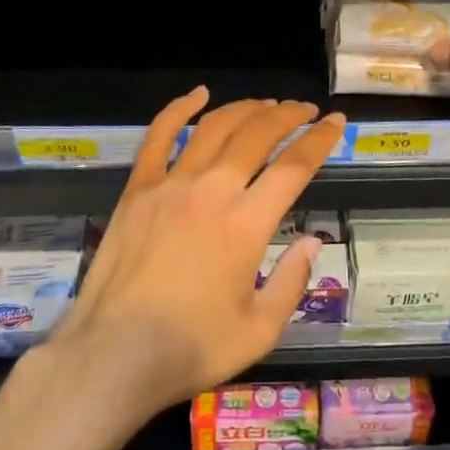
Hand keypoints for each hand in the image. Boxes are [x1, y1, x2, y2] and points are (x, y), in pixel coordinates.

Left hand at [52, 90, 344, 416]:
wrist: (114, 355)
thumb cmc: (190, 349)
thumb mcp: (259, 330)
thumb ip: (292, 282)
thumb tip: (312, 242)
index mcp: (247, 225)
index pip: (294, 167)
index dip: (319, 140)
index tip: (335, 122)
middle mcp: (212, 191)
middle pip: (257, 135)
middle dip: (287, 116)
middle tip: (304, 111)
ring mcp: (171, 184)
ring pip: (215, 128)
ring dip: (246, 109)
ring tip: (266, 105)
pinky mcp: (138, 188)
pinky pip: (159, 136)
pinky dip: (179, 109)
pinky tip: (198, 94)